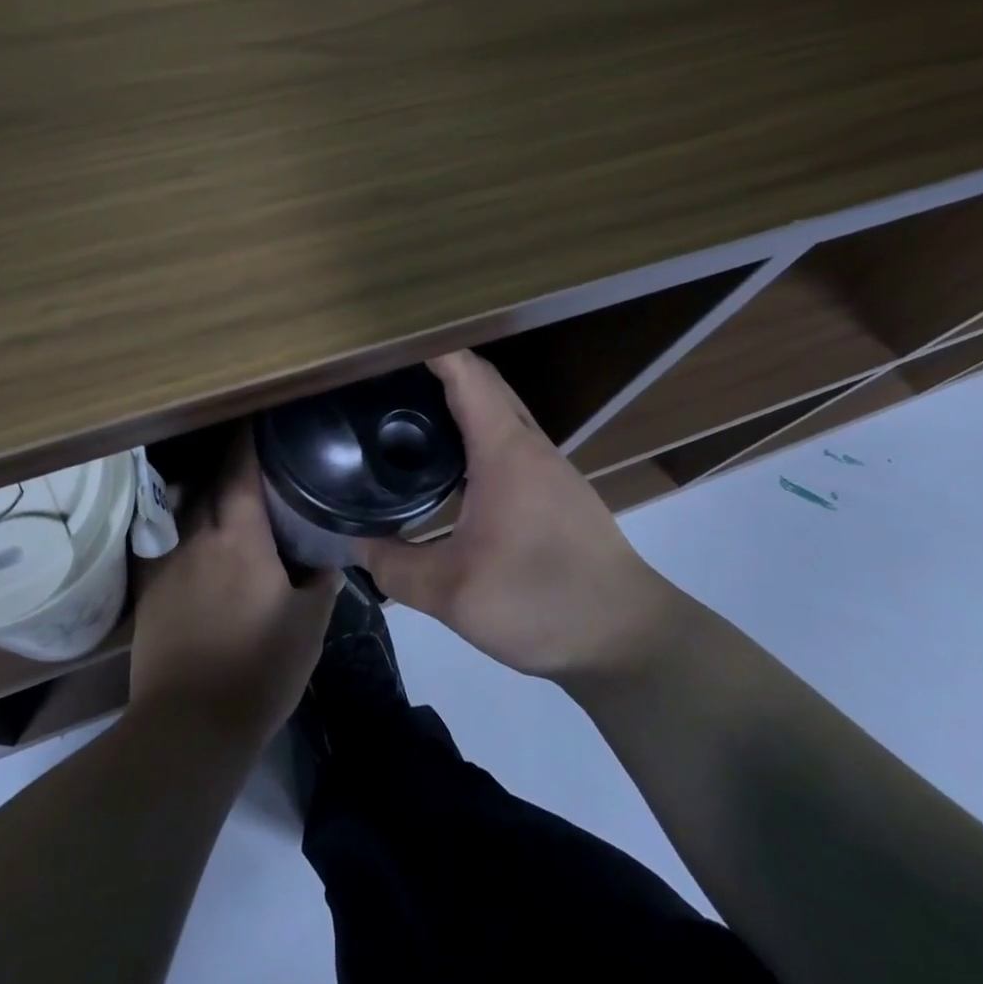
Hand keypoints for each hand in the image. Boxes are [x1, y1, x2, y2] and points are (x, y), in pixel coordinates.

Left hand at [128, 429, 338, 747]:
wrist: (190, 724)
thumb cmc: (260, 669)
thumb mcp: (309, 626)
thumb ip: (321, 582)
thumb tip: (329, 559)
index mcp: (240, 538)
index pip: (240, 472)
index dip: (247, 441)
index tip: (255, 419)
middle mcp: (198, 537)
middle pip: (207, 482)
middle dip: (224, 462)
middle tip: (245, 455)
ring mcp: (167, 562)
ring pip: (181, 508)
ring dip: (199, 490)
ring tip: (217, 487)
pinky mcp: (148, 590)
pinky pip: (163, 540)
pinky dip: (177, 525)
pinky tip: (188, 533)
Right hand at [357, 351, 682, 684]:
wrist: (627, 638)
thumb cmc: (541, 601)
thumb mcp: (453, 594)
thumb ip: (395, 568)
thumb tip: (355, 546)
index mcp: (505, 451)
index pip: (466, 374)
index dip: (429, 349)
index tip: (386, 345)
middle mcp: (530, 446)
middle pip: (485, 384)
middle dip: (439, 368)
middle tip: (386, 378)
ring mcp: (550, 468)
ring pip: (501, 412)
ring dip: (461, 400)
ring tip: (409, 413)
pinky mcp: (558, 492)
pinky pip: (510, 440)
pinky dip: (477, 431)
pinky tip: (451, 464)